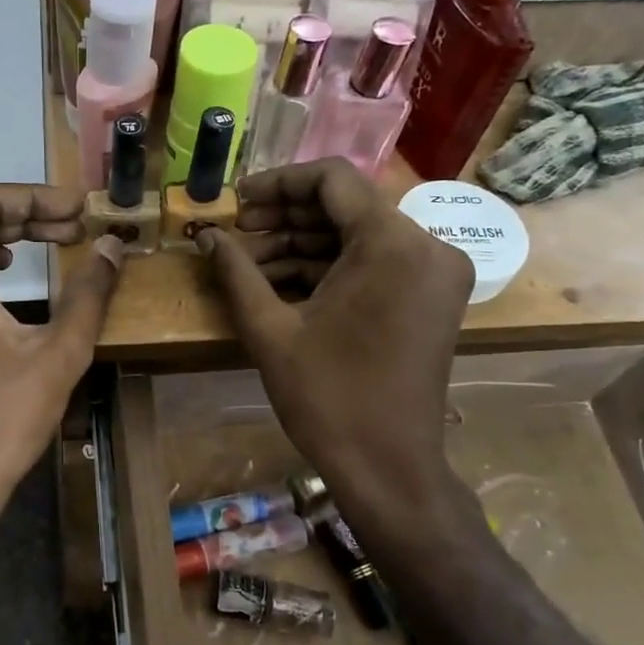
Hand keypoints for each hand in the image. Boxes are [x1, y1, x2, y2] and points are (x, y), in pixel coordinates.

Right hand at [198, 160, 472, 527]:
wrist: (388, 466)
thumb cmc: (326, 398)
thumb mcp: (270, 330)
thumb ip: (236, 271)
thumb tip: (207, 236)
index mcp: (391, 243)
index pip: (332, 178)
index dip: (277, 183)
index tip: (237, 203)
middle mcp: (427, 245)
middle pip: (347, 205)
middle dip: (286, 217)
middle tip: (237, 235)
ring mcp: (436, 272)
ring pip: (359, 235)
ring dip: (305, 244)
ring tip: (250, 264)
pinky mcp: (434, 296)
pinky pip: (377, 262)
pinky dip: (332, 267)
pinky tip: (283, 283)